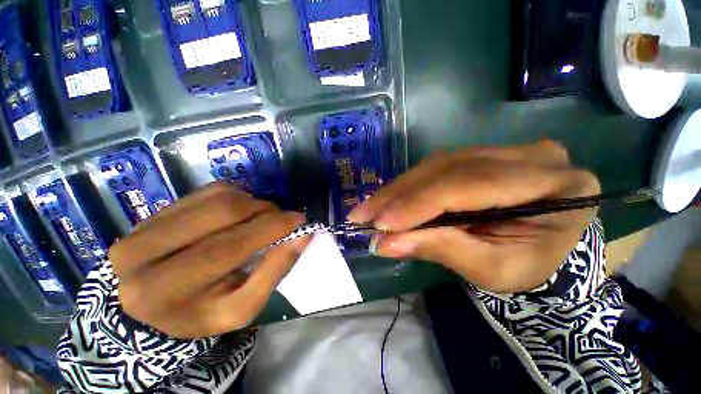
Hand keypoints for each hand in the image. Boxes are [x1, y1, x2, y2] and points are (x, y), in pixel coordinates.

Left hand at [109, 183, 309, 338]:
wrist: (155, 307)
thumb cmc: (202, 314)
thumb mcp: (243, 307)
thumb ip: (274, 270)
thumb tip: (302, 236)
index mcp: (163, 290)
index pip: (227, 248)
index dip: (270, 228)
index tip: (299, 220)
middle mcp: (143, 252)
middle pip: (221, 213)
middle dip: (264, 211)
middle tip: (284, 218)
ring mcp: (146, 225)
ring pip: (217, 197)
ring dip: (253, 202)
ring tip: (264, 217)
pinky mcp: (157, 210)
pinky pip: (209, 191)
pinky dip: (238, 196)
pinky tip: (244, 212)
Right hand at [348, 141, 599, 292]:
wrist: (544, 251)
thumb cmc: (530, 268)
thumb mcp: (493, 269)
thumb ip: (442, 250)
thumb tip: (387, 244)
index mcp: (556, 186)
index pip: (470, 185)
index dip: (419, 204)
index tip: (381, 225)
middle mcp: (529, 156)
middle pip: (447, 169)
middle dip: (399, 196)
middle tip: (363, 215)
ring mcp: (502, 150)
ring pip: (435, 165)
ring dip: (397, 191)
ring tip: (369, 210)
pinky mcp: (479, 156)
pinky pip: (435, 168)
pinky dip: (407, 187)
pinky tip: (387, 200)